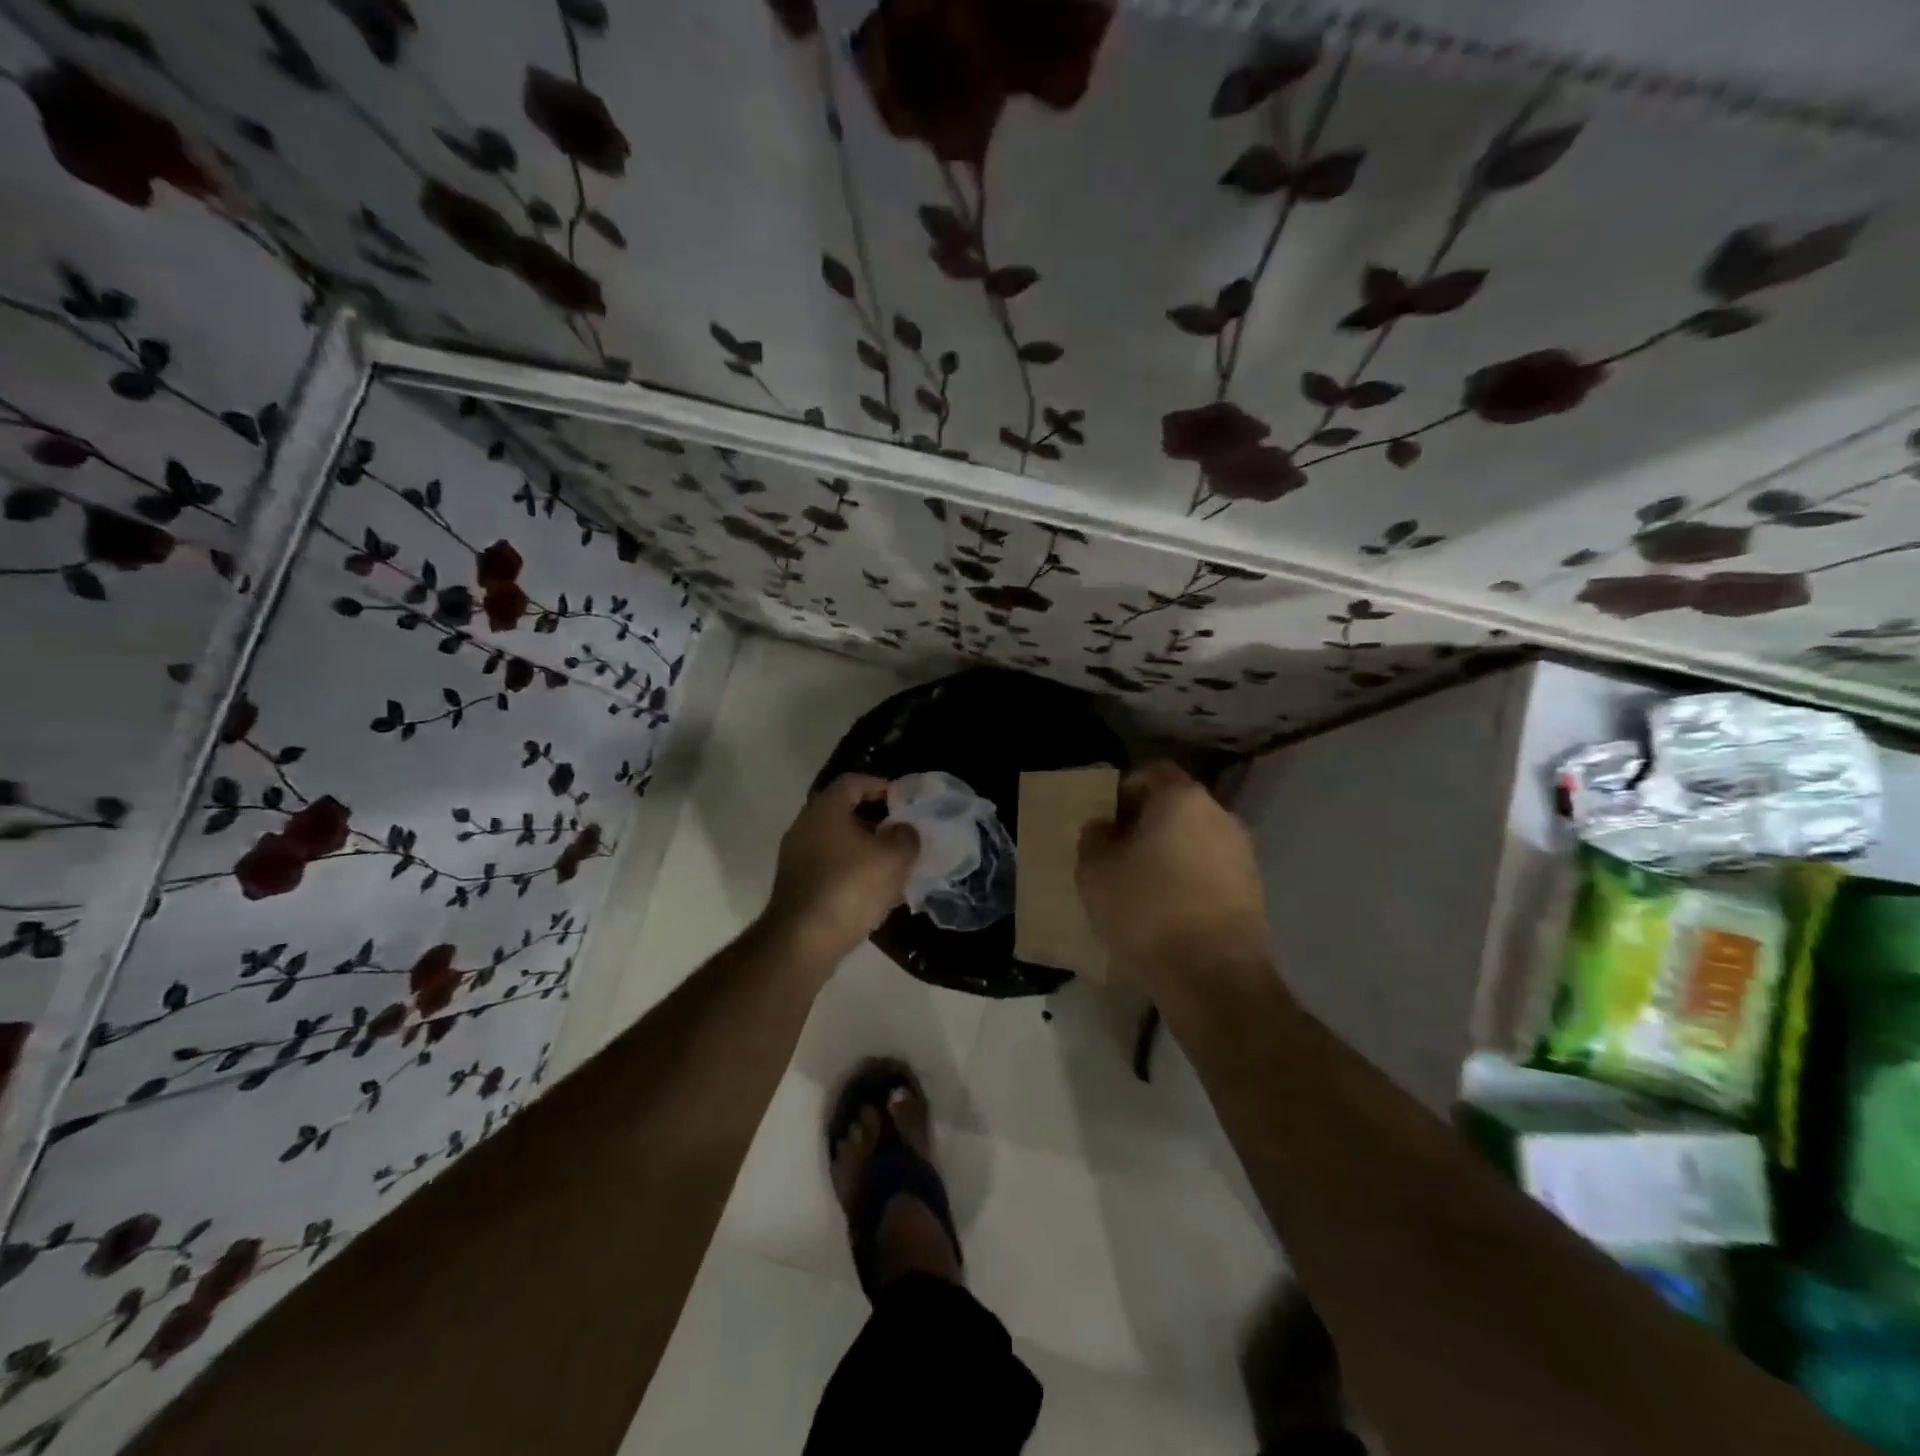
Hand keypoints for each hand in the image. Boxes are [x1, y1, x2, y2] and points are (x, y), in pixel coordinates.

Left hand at [762, 774, 917, 969]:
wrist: (802, 941)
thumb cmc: (850, 888)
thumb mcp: (893, 858)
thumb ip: (906, 837)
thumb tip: (904, 830)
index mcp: (825, 809)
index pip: (853, 782)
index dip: (881, 786)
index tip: (904, 801)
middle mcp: (805, 826)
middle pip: (844, 812)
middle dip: (876, 821)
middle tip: (902, 834)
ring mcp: (796, 857)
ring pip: (837, 842)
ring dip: (865, 849)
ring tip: (893, 865)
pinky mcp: (796, 885)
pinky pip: (829, 867)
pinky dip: (851, 871)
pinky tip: (873, 891)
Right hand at [1077, 763, 1271, 994]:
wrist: (1212, 976)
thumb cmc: (1146, 909)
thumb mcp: (1095, 872)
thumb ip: (1094, 838)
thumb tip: (1104, 827)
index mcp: (1182, 798)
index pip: (1152, 773)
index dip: (1125, 791)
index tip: (1107, 821)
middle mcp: (1220, 815)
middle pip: (1176, 806)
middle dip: (1147, 824)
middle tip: (1119, 853)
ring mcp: (1242, 853)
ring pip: (1196, 840)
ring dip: (1170, 854)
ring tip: (1142, 887)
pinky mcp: (1253, 890)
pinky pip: (1211, 871)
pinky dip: (1190, 880)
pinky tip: (1169, 911)